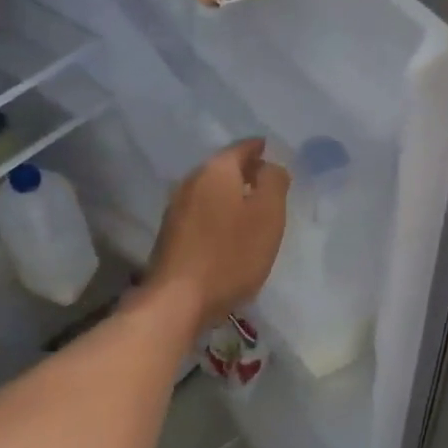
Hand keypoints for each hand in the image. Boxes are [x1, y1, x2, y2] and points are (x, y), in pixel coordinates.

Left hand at [145, 139, 289, 333]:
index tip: (276, 156)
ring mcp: (176, 207)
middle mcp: (191, 180)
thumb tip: (271, 167)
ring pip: (211, 191)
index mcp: (216, 170)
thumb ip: (274, 183)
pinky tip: (229, 233)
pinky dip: (218, 214)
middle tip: (270, 185)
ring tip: (253, 211)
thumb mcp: (268, 215)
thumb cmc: (231, 255)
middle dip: (247, 173)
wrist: (178, 299)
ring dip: (232, 196)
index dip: (262, 150)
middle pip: (225, 168)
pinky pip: (201, 212)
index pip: (244, 147)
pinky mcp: (170, 233)